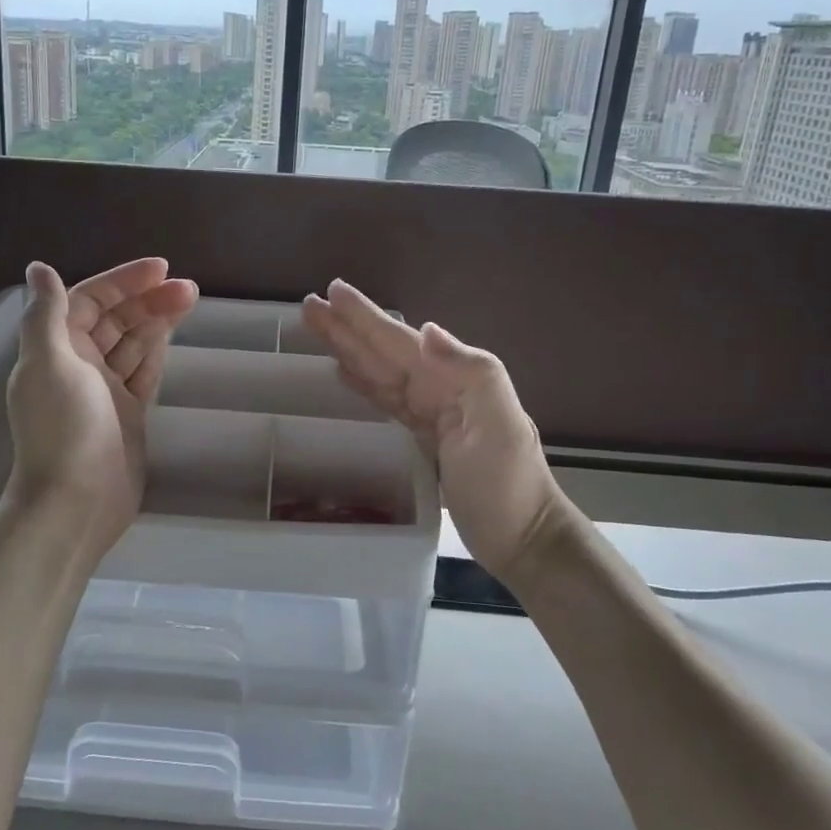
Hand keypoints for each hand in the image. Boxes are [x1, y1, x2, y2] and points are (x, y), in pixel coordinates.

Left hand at [6, 258, 197, 554]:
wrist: (77, 501)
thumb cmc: (63, 428)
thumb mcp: (48, 363)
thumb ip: (46, 314)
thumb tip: (39, 267)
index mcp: (56, 348)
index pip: (89, 300)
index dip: (122, 281)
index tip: (161, 268)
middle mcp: (78, 364)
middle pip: (115, 319)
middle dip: (147, 299)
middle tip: (188, 288)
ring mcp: (105, 390)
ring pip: (133, 343)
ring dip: (157, 320)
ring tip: (190, 299)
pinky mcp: (128, 413)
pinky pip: (144, 371)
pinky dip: (157, 350)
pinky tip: (173, 333)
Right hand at [301, 279, 563, 580]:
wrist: (522, 537)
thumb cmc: (508, 484)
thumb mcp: (501, 426)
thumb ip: (472, 372)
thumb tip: (428, 330)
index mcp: (452, 379)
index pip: (399, 341)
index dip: (365, 317)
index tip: (332, 291)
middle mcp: (438, 388)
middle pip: (382, 352)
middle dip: (346, 327)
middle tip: (308, 305)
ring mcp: (429, 413)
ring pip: (379, 371)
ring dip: (348, 349)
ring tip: (317, 328)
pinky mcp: (420, 438)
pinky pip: (384, 399)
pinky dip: (362, 382)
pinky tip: (342, 371)